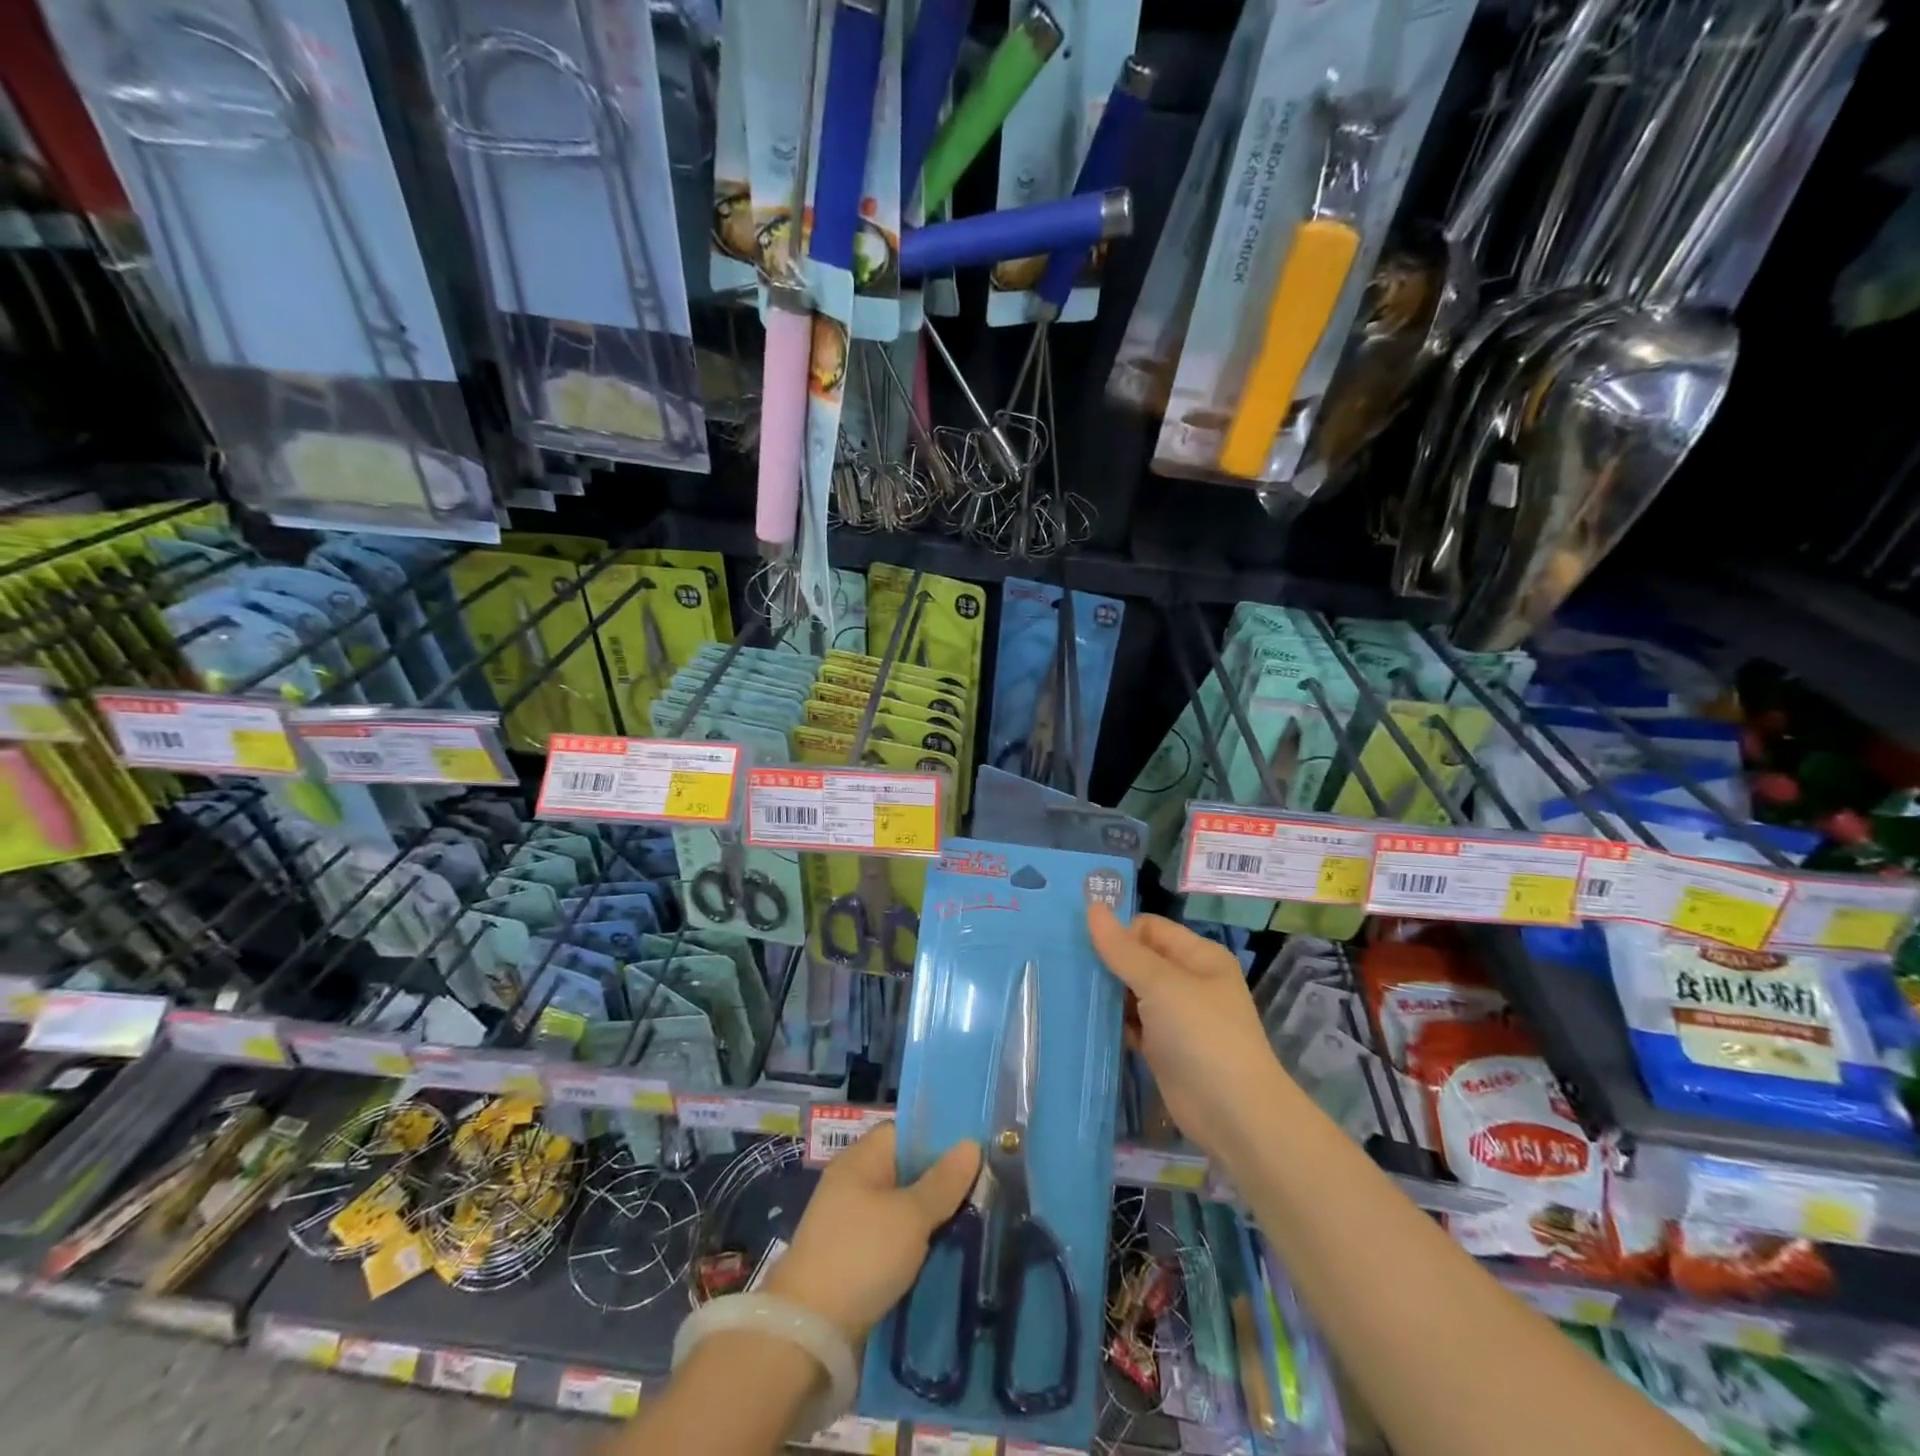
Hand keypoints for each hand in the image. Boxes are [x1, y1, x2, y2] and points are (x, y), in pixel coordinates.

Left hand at [766, 1122, 979, 1345]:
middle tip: (983, 1189)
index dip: (937, 1137)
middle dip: (941, 1182)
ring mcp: (851, 1224)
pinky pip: (893, 1240)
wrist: (808, 1334)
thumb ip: (943, 1182)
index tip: (974, 1151)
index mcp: (860, 1160)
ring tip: (974, 1222)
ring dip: (930, 1218)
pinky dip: (916, 1246)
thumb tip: (971, 1143)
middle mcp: (854, 1184)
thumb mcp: (911, 1216)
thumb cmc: (861, 1256)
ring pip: (902, 1209)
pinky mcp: (853, 1261)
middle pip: (905, 1171)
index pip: (904, 1132)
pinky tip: (945, 1254)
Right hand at [1088, 904, 1288, 1159]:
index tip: (1080, 945)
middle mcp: (1188, 980)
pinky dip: (1112, 1023)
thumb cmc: (1202, 1035)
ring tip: (1066, 992)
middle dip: (1106, 963)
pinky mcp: (1163, 1048)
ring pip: (1131, 992)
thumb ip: (1122, 949)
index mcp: (1198, 955)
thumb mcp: (1161, 984)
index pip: (1148, 928)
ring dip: (1106, 994)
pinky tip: (1083, 1021)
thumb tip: (1092, 907)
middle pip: (1137, 958)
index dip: (1118, 933)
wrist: (1233, 1115)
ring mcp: (1176, 1016)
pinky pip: (1131, 1024)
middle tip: (1064, 967)